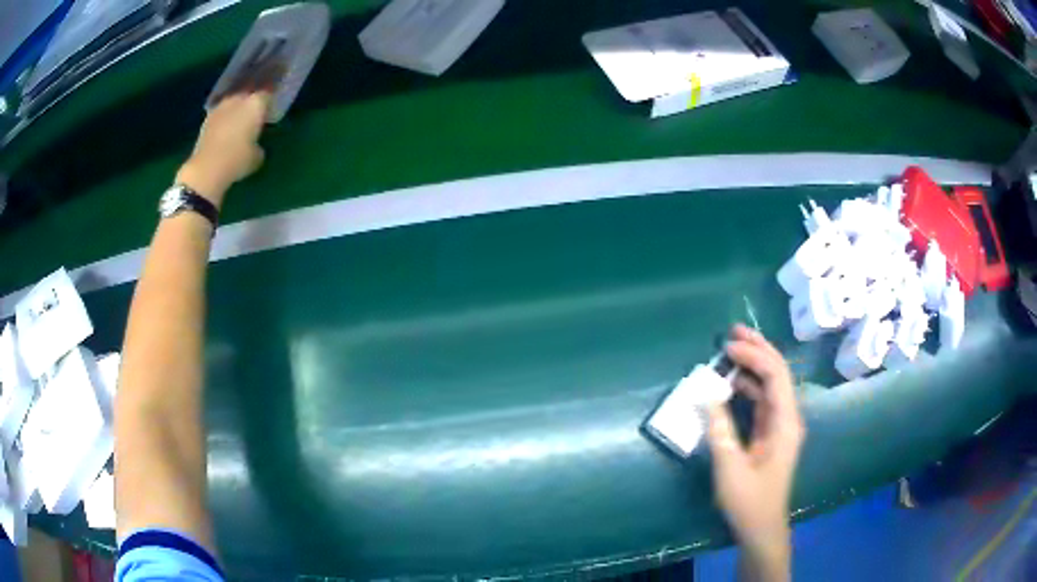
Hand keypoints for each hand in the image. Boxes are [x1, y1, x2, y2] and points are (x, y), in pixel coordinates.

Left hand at [176, 91, 271, 207]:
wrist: (206, 169)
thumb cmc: (237, 159)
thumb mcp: (257, 157)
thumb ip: (258, 145)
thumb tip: (255, 145)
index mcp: (255, 104)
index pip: (267, 96)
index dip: (269, 104)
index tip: (269, 113)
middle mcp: (238, 99)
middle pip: (248, 95)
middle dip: (250, 104)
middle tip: (253, 117)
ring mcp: (220, 107)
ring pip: (232, 103)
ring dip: (235, 111)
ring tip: (237, 124)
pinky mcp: (206, 119)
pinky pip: (220, 115)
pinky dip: (223, 121)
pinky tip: (224, 133)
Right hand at [705, 325, 805, 579]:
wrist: (761, 528)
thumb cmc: (749, 500)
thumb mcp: (730, 467)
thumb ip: (719, 429)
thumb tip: (705, 394)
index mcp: (786, 422)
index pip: (776, 376)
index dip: (754, 355)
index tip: (727, 346)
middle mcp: (788, 417)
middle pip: (778, 373)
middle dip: (758, 349)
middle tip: (733, 331)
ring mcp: (780, 425)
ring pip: (771, 385)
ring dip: (753, 365)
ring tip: (731, 350)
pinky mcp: (771, 434)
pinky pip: (762, 401)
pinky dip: (748, 386)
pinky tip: (732, 383)